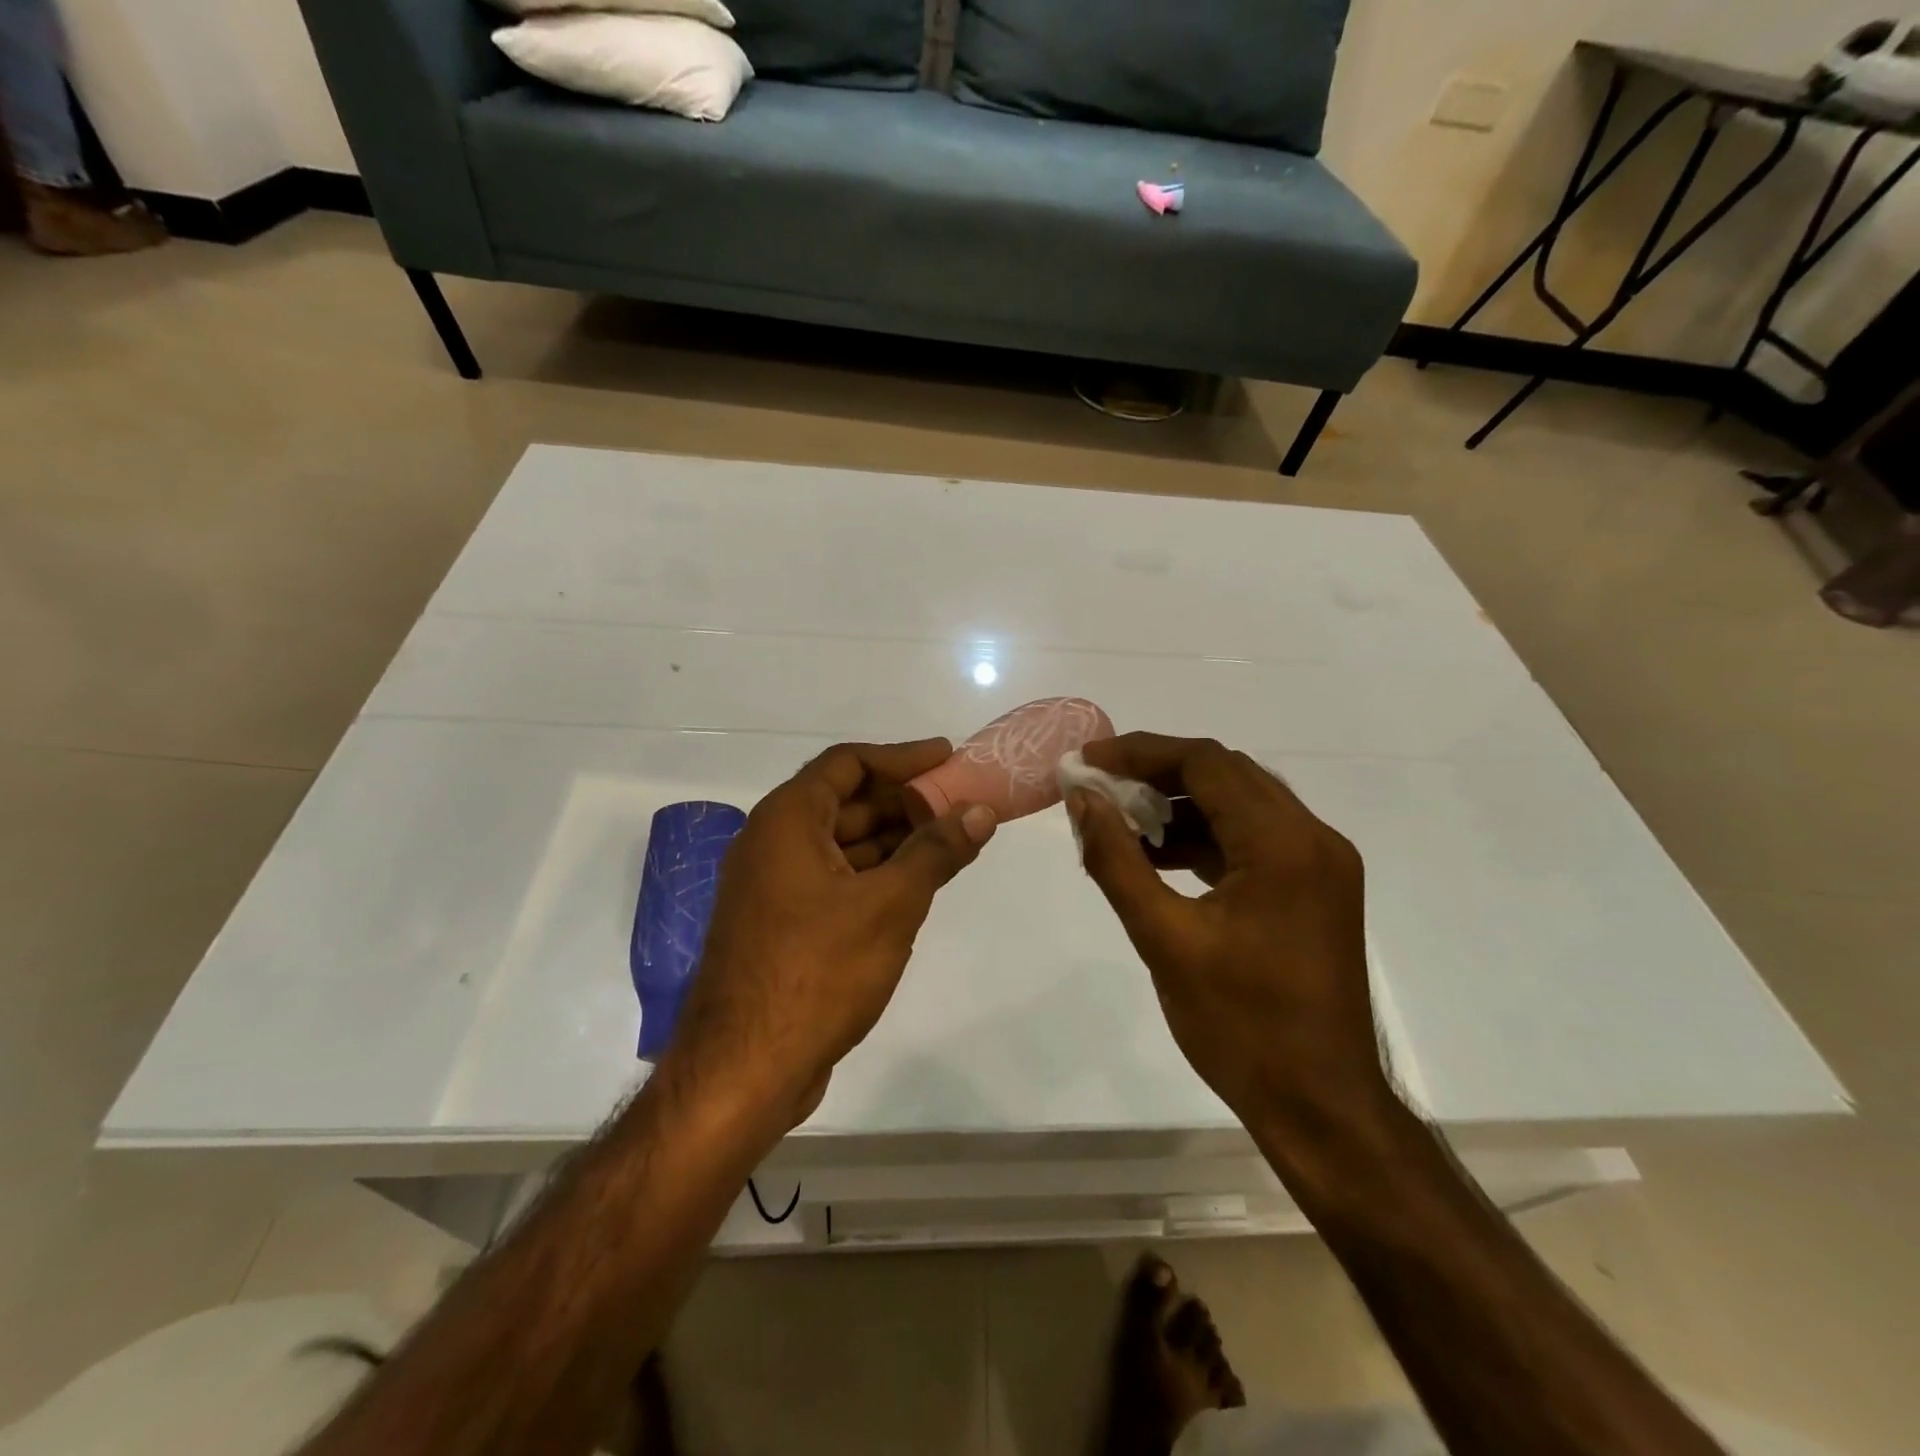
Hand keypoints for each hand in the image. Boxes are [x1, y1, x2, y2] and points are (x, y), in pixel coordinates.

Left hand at [666, 739, 995, 1132]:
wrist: (744, 1070)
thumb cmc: (817, 971)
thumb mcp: (889, 905)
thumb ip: (936, 852)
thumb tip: (979, 811)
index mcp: (786, 821)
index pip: (847, 763)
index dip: (901, 758)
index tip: (947, 757)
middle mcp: (772, 844)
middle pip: (846, 802)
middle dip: (904, 802)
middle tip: (959, 805)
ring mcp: (773, 888)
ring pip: (842, 845)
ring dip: (894, 841)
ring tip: (950, 842)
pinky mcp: (781, 926)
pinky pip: (835, 881)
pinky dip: (875, 875)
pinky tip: (914, 886)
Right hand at [1069, 734, 1386, 1132]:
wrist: (1321, 1107)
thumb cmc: (1241, 1026)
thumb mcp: (1164, 938)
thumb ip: (1116, 860)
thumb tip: (1082, 797)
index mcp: (1283, 844)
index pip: (1206, 763)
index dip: (1140, 753)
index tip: (1087, 762)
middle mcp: (1313, 838)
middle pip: (1226, 775)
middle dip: (1157, 773)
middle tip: (1098, 787)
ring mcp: (1320, 865)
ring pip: (1241, 804)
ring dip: (1181, 804)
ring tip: (1121, 821)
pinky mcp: (1315, 889)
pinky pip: (1254, 839)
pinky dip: (1205, 837)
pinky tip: (1160, 857)